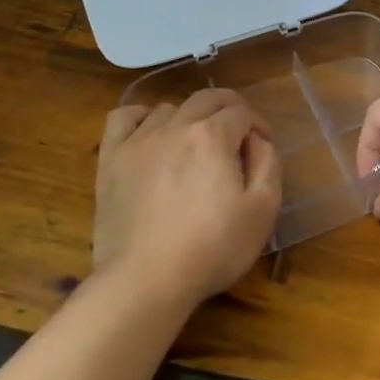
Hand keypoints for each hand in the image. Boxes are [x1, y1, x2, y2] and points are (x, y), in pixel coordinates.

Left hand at [93, 88, 281, 309]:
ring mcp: (138, 141)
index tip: (262, 148)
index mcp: (213, 136)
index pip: (242, 112)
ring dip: (189, 118)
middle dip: (229, 109)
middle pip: (207, 98)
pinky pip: (122, 118)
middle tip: (238, 134)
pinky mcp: (111, 160)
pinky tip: (149, 133)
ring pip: (169, 109)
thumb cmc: (212, 248)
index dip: (258, 126)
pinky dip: (140, 118)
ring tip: (195, 146)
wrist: (146, 281)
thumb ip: (268, 163)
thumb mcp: (262, 210)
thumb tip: (257, 139)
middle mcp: (175, 127)